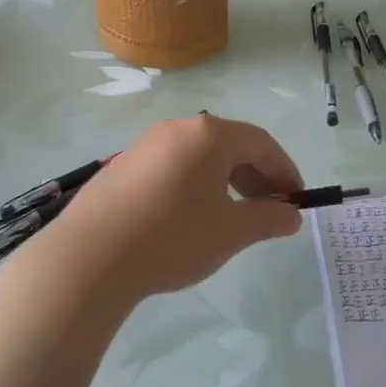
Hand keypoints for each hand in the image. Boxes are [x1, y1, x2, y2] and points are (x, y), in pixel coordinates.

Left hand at [48, 115, 303, 300]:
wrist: (89, 258)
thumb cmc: (172, 237)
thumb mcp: (230, 232)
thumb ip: (267, 219)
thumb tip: (291, 215)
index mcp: (209, 135)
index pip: (261, 143)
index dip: (284, 170)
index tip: (296, 199)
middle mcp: (179, 128)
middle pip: (230, 144)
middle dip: (256, 175)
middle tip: (268, 209)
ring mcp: (146, 144)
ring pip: (199, 155)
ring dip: (225, 179)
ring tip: (231, 215)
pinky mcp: (122, 165)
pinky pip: (172, 166)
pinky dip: (194, 183)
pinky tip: (188, 217)